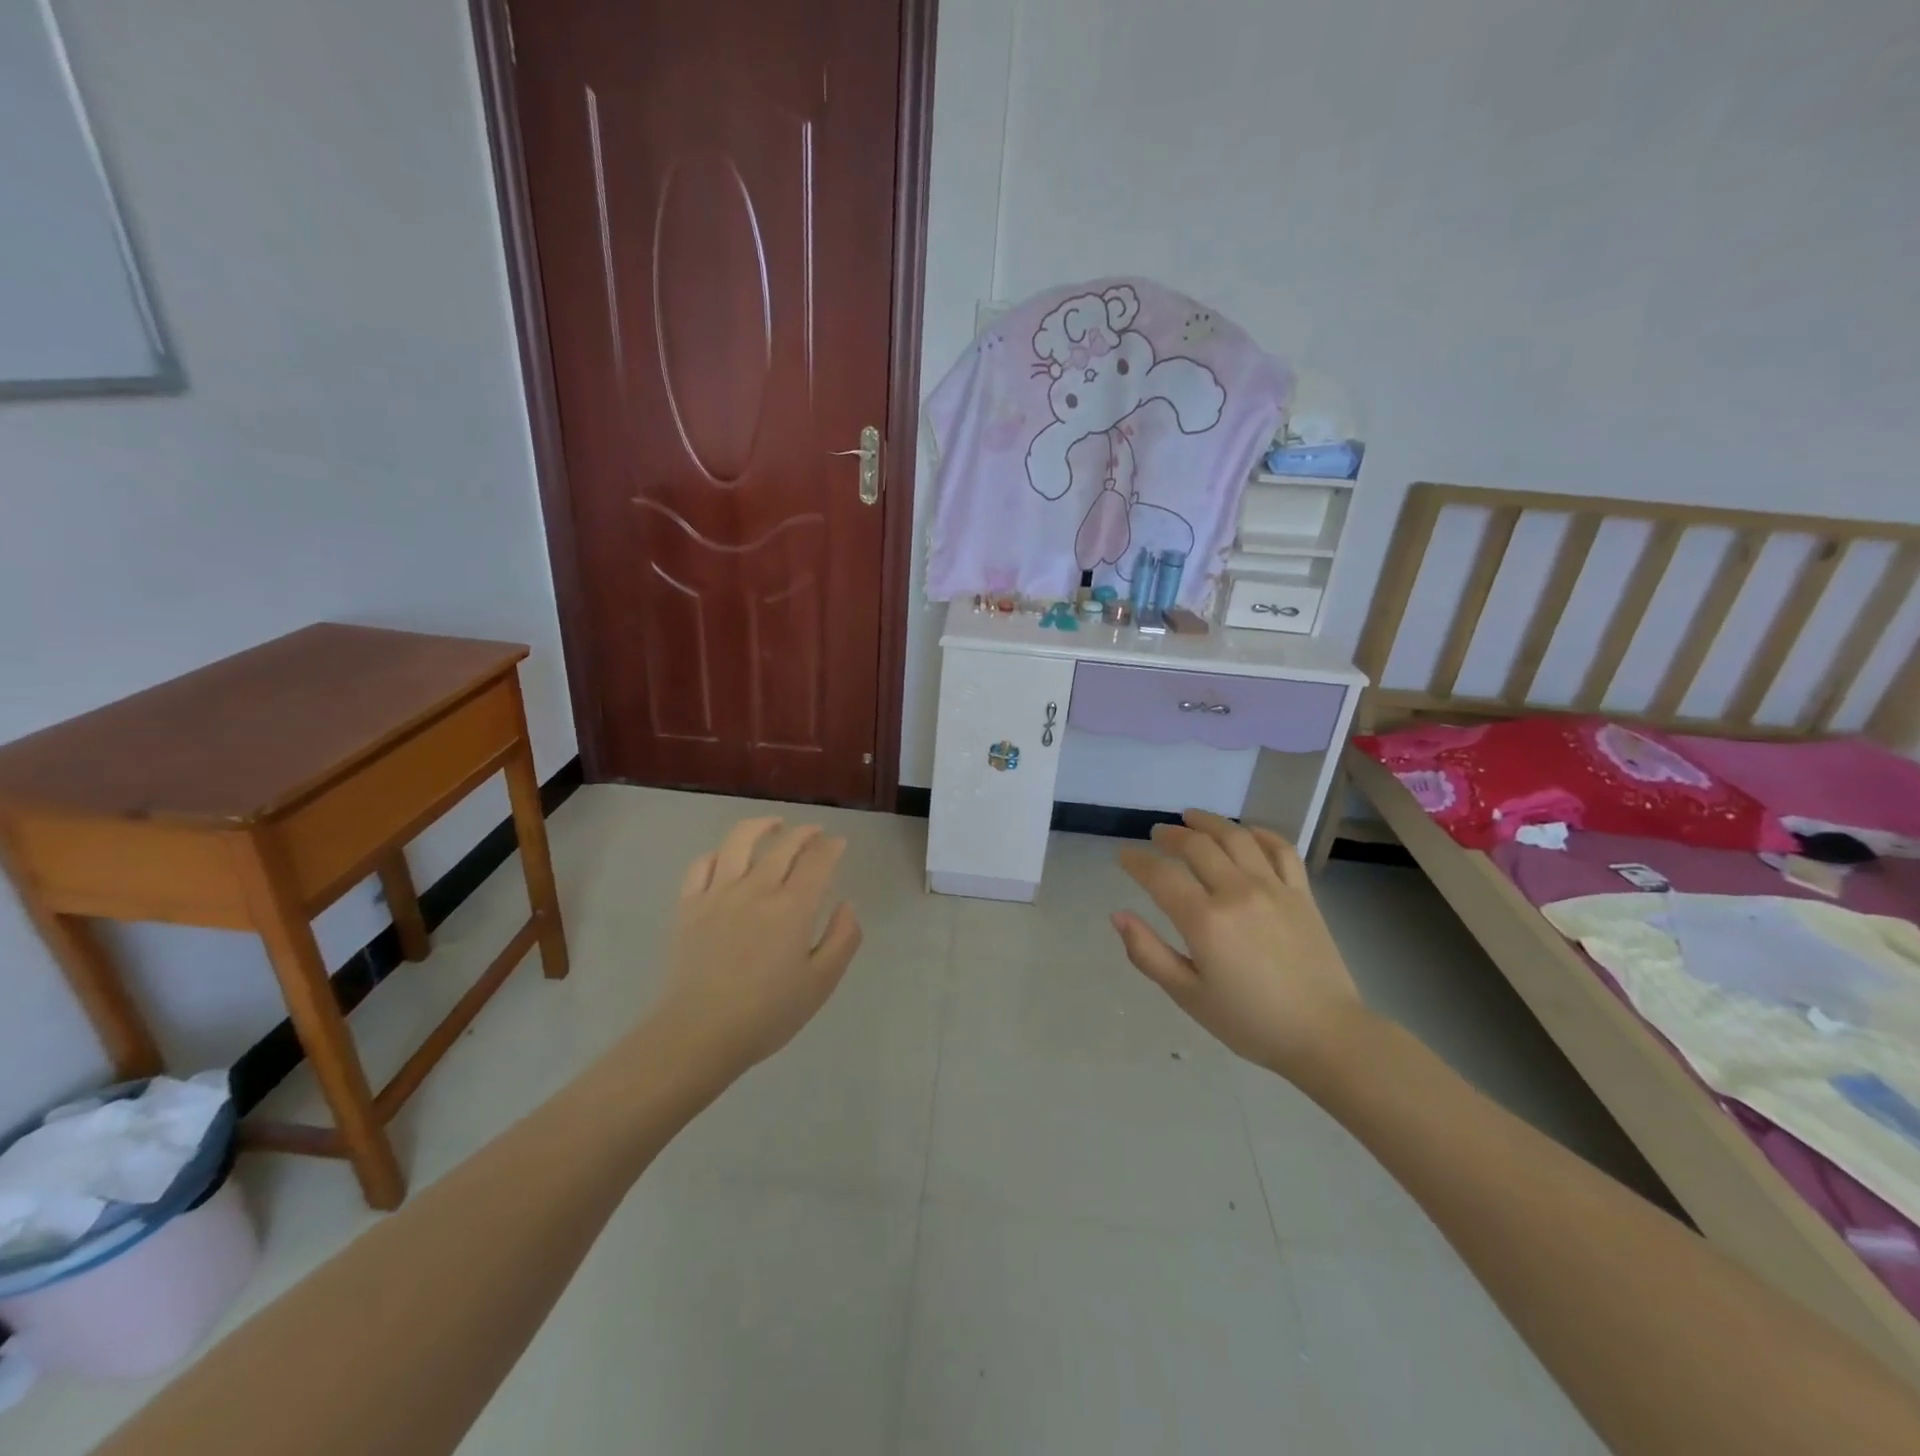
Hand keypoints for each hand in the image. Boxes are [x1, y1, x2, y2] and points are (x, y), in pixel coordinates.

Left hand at [650, 817, 863, 1081]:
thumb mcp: (821, 983)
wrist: (699, 1033)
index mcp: (792, 907)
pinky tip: (727, 857)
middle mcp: (756, 889)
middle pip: (784, 845)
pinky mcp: (689, 905)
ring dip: (761, 826)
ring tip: (774, 825)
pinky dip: (719, 853)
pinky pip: (702, 865)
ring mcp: (718, 893)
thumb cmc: (767, 1014)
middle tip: (816, 833)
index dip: (831, 847)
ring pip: (739, 841)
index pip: (817, 861)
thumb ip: (843, 939)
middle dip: (805, 833)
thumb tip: (847, 905)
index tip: (839, 843)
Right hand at [1113, 810, 1366, 1084]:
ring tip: (1191, 818)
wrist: (1326, 1036)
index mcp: (1205, 921)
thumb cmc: (1250, 1023)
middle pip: (1197, 846)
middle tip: (1156, 834)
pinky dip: (1260, 833)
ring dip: (1209, 822)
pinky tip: (1246, 833)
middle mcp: (1237, 892)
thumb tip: (1118, 916)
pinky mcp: (1302, 893)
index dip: (1136, 861)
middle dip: (1170, 835)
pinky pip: (1281, 849)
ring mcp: (1274, 888)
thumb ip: (1148, 953)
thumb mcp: (1188, 996)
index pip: (1160, 875)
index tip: (1123, 855)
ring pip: (1236, 837)